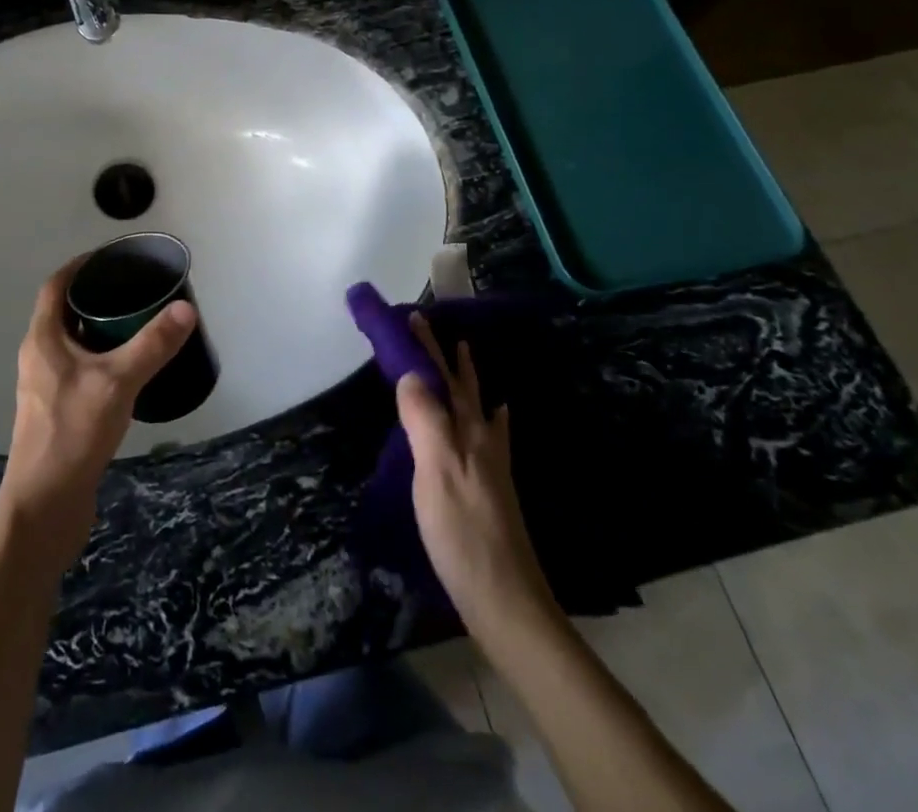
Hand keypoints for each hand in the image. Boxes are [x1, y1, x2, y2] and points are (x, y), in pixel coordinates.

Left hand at [0, 258, 194, 566]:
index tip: (113, 256)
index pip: (56, 285)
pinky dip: (100, 357)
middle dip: (96, 295)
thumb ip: (152, 345)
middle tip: (135, 289)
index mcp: (43, 339)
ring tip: (138, 323)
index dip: (81, 265)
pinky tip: (128, 369)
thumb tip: (185, 308)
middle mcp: (39, 356)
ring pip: (72, 342)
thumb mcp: (118, 382)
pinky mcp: (56, 411)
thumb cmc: (73, 433)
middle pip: (64, 311)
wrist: (45, 506)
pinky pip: (78, 368)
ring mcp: (45, 386)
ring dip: (99, 328)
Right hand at [396, 315, 559, 637]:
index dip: (426, 347)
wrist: (507, 603)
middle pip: (462, 386)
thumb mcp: (436, 472)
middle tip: (431, 325)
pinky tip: (496, 416)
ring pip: (476, 406)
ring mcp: (490, 465)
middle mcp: (482, 441)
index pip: (442, 377)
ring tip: (463, 353)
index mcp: (467, 432)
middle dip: (445, 354)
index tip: (411, 314)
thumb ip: (425, 420)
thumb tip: (410, 373)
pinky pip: (490, 434)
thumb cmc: (465, 535)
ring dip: (465, 377)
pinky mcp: (491, 488)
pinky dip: (488, 415)